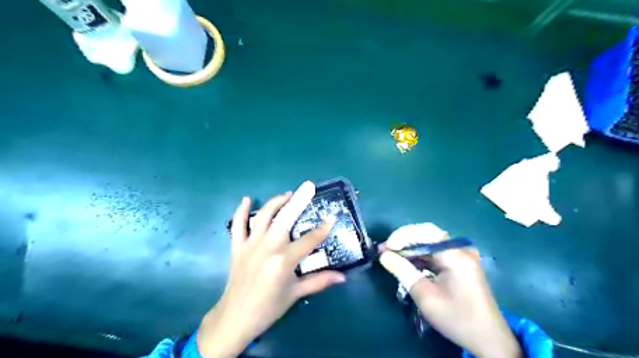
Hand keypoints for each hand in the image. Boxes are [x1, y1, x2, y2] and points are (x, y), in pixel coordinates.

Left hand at [197, 182, 346, 357]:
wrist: (235, 318)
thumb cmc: (269, 307)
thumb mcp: (295, 294)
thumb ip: (319, 281)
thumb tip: (342, 277)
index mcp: (284, 260)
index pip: (309, 240)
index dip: (323, 229)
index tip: (332, 217)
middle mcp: (268, 247)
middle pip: (286, 217)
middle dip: (299, 200)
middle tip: (308, 186)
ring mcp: (251, 244)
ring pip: (264, 215)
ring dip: (276, 202)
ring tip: (287, 194)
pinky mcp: (237, 247)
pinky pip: (238, 225)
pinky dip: (241, 211)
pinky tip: (247, 199)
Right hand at [378, 224, 518, 357]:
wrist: (489, 339)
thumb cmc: (456, 318)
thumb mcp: (426, 296)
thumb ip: (403, 272)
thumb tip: (384, 255)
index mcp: (455, 255)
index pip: (425, 232)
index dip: (402, 236)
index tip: (386, 248)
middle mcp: (460, 249)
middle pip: (427, 235)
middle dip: (404, 241)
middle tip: (385, 250)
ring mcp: (462, 255)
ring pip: (430, 243)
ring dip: (410, 248)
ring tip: (391, 256)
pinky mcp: (460, 263)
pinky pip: (436, 252)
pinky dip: (420, 256)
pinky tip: (407, 262)